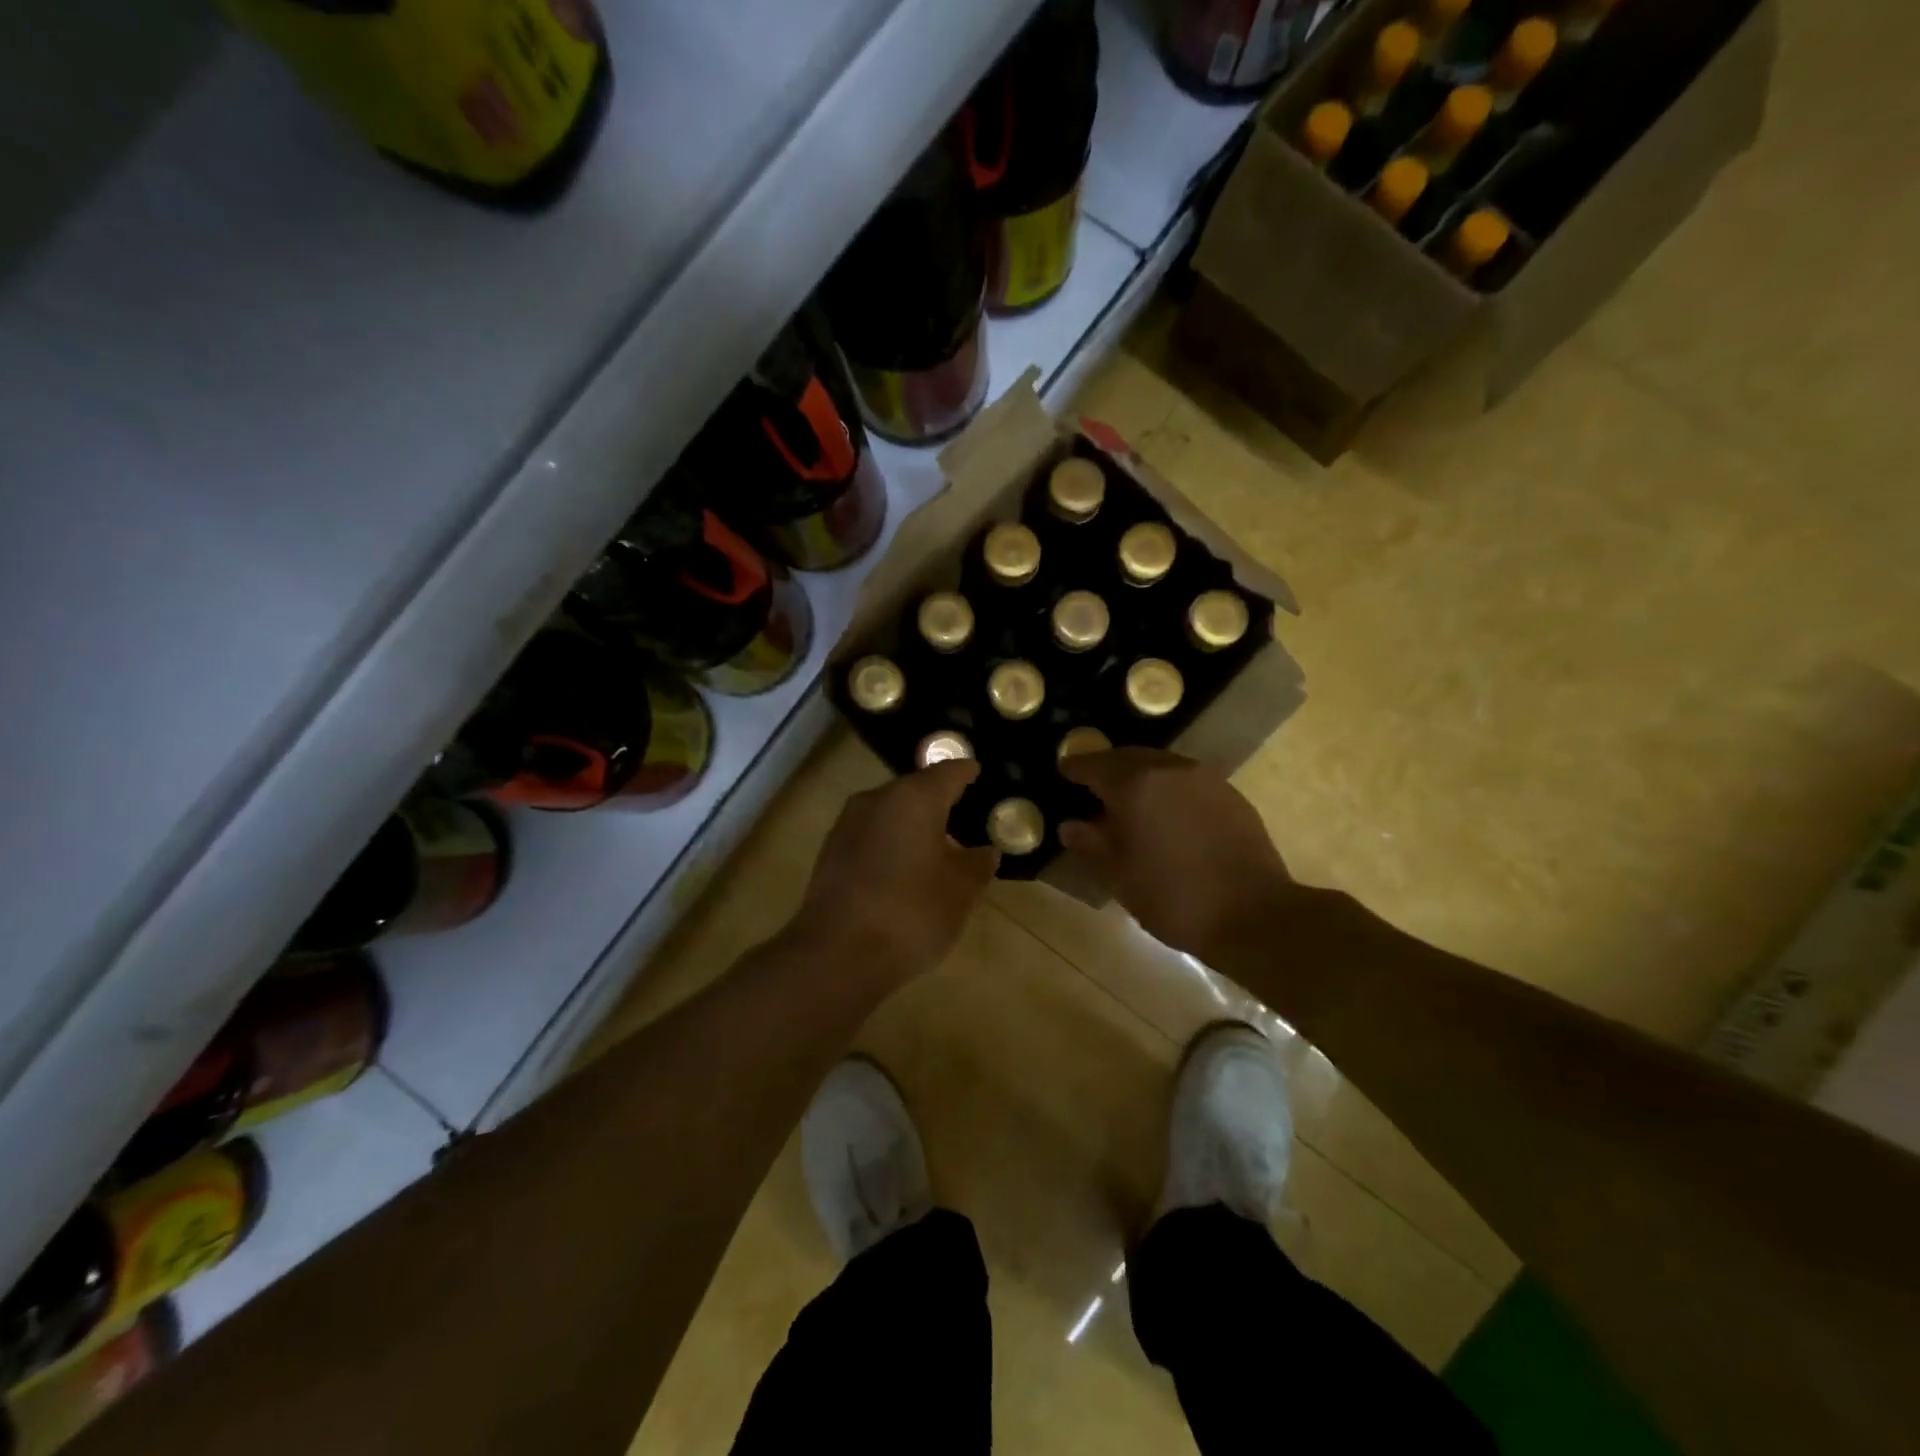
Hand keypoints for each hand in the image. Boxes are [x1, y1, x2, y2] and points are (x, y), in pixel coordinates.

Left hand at [789, 760, 999, 985]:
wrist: (837, 955)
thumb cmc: (911, 912)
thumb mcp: (961, 891)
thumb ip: (978, 864)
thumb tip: (986, 850)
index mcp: (914, 797)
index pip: (948, 771)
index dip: (967, 773)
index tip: (980, 776)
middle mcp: (876, 799)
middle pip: (915, 790)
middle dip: (939, 801)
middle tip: (965, 817)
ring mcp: (848, 825)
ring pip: (890, 813)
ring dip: (913, 825)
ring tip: (937, 847)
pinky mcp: (830, 854)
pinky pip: (871, 837)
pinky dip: (891, 845)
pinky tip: (905, 870)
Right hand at [1058, 749, 1300, 960]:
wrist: (1254, 915)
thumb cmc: (1173, 897)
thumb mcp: (1120, 876)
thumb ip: (1091, 845)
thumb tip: (1070, 826)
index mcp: (1135, 784)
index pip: (1093, 764)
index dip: (1075, 768)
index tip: (1063, 774)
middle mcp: (1169, 769)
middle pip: (1128, 757)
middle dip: (1107, 769)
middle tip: (1092, 789)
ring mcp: (1204, 778)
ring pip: (1160, 765)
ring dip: (1139, 777)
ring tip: (1129, 804)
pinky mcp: (1230, 794)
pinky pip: (1187, 780)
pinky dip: (1168, 789)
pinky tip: (1167, 816)